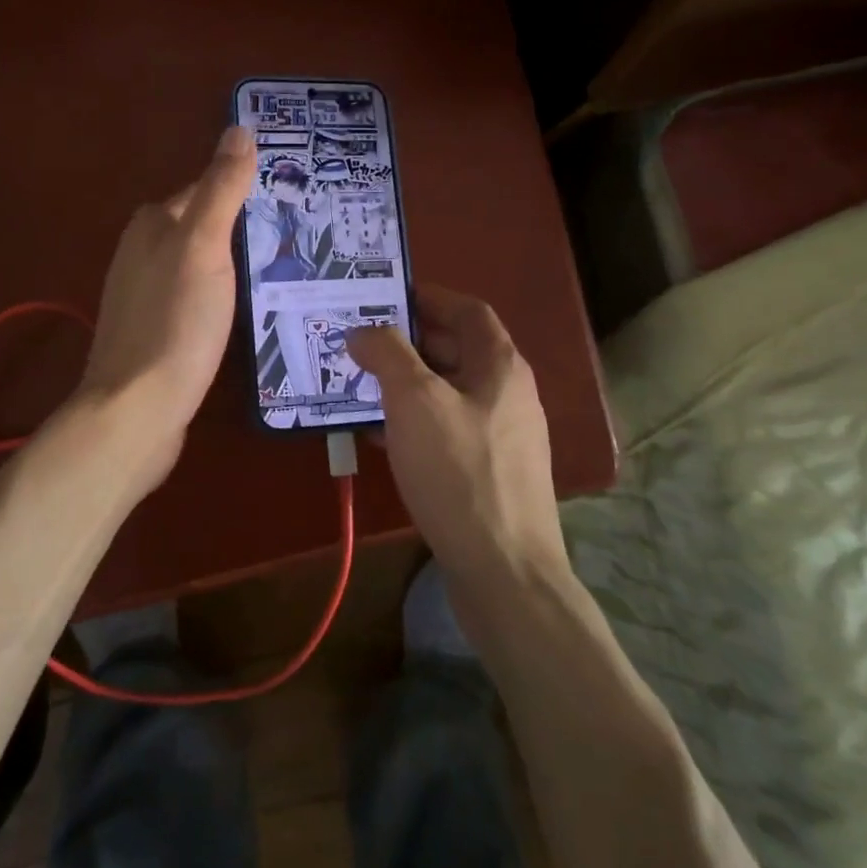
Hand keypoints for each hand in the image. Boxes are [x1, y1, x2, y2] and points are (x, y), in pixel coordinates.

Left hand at [75, 125, 256, 488]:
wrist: (138, 408)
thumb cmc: (175, 321)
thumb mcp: (204, 246)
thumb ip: (221, 188)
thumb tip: (239, 128)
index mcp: (152, 224)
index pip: (204, 189)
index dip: (244, 190)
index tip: (290, 201)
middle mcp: (141, 252)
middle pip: (201, 226)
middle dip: (241, 228)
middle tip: (296, 238)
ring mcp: (144, 295)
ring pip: (198, 264)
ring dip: (232, 264)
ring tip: (281, 272)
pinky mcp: (154, 331)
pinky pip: (194, 298)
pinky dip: (219, 296)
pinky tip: (243, 312)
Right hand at [346, 287, 566, 589]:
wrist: (504, 571)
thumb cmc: (459, 473)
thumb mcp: (415, 402)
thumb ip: (388, 354)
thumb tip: (364, 331)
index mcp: (500, 366)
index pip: (468, 310)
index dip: (428, 297)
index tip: (385, 296)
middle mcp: (507, 394)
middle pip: (456, 350)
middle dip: (407, 342)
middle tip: (360, 342)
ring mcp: (501, 436)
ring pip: (447, 393)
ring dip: (405, 384)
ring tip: (359, 385)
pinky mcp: (489, 472)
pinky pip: (446, 430)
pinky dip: (413, 423)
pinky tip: (378, 436)